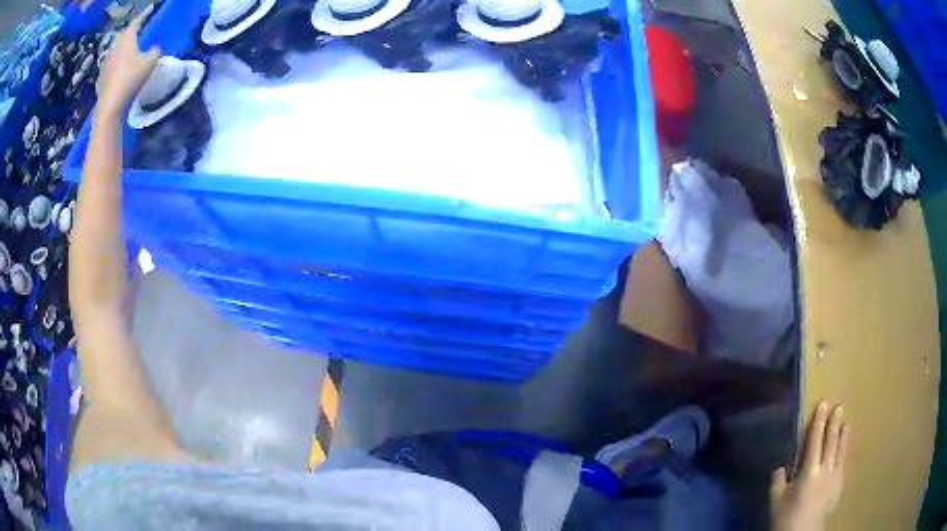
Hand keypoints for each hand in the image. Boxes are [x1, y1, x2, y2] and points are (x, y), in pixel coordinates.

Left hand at [96, 4, 161, 116]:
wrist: (110, 106)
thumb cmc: (131, 79)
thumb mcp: (151, 62)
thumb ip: (155, 51)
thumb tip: (154, 48)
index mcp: (127, 39)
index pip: (136, 22)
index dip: (144, 15)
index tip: (150, 9)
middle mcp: (114, 48)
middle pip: (121, 35)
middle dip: (128, 32)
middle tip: (135, 31)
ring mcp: (105, 65)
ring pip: (113, 51)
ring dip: (119, 49)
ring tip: (125, 51)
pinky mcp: (100, 80)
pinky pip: (108, 67)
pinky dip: (113, 65)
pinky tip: (116, 70)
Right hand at [770, 402, 849, 530]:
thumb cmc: (786, 517)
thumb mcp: (775, 500)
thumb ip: (778, 481)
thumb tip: (781, 467)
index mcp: (809, 470)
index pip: (815, 440)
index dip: (818, 421)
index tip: (823, 404)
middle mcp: (825, 469)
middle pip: (831, 442)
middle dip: (834, 423)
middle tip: (838, 407)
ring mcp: (835, 477)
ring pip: (840, 451)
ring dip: (843, 436)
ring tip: (846, 424)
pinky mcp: (839, 487)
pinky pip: (843, 464)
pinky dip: (844, 454)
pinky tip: (844, 451)